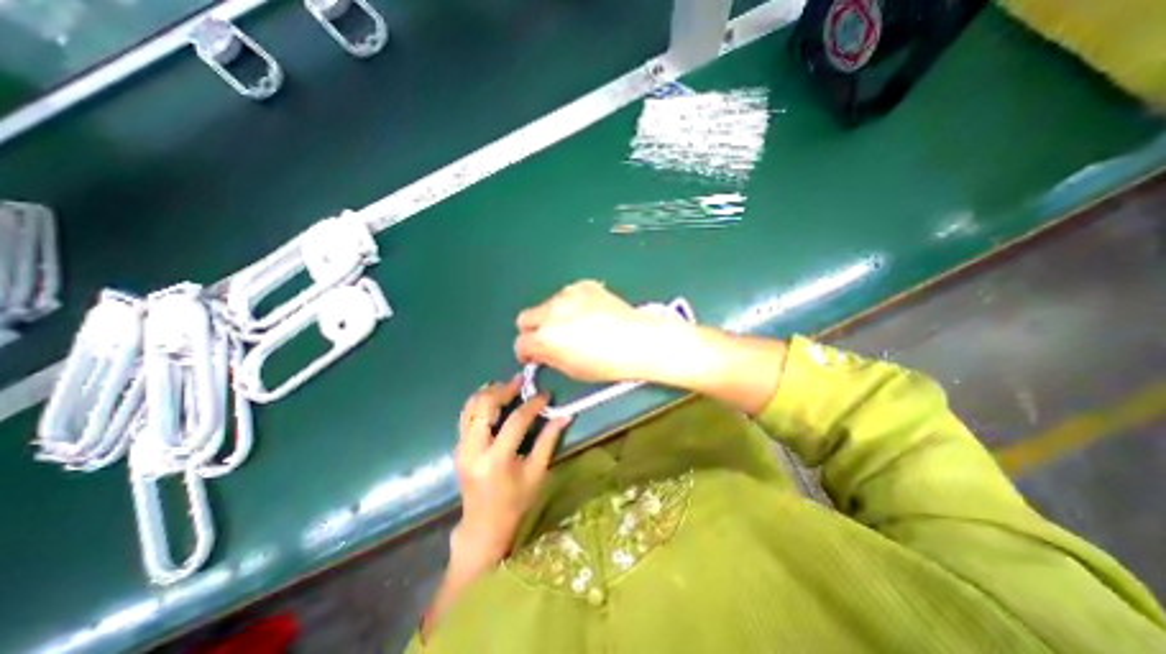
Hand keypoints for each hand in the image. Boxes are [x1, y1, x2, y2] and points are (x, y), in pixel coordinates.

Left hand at [449, 377, 569, 570]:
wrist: (483, 525)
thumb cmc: (515, 501)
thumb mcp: (536, 472)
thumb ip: (549, 440)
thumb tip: (566, 415)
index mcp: (496, 460)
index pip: (515, 421)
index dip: (532, 404)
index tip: (544, 395)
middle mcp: (473, 450)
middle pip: (484, 406)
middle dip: (504, 389)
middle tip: (521, 381)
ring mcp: (461, 448)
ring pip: (470, 407)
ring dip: (489, 392)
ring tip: (508, 386)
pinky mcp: (457, 447)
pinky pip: (466, 415)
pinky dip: (479, 402)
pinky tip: (493, 398)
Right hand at [511, 278, 683, 383]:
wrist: (639, 340)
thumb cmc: (607, 363)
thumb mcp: (572, 369)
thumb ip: (549, 357)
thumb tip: (540, 352)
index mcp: (546, 337)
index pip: (520, 343)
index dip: (526, 353)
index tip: (534, 356)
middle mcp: (551, 312)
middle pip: (525, 318)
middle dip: (532, 331)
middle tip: (548, 339)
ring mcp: (567, 295)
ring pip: (547, 304)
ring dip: (553, 315)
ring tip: (575, 325)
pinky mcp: (584, 285)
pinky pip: (568, 294)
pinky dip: (571, 304)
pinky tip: (589, 313)